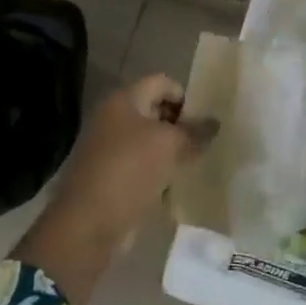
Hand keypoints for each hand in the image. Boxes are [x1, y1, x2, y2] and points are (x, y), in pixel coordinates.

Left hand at [48, 74, 207, 241]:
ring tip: (196, 164)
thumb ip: (195, 132)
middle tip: (205, 143)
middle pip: (156, 111)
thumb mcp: (170, 145)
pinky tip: (178, 184)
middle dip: (181, 125)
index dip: (186, 97)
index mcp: (124, 100)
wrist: (90, 222)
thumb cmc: (130, 170)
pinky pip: (144, 165)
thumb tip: (215, 123)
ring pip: (151, 141)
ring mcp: (111, 148)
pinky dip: (161, 172)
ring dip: (173, 151)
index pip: (162, 82)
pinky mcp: (113, 175)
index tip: (204, 121)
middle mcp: (115, 118)